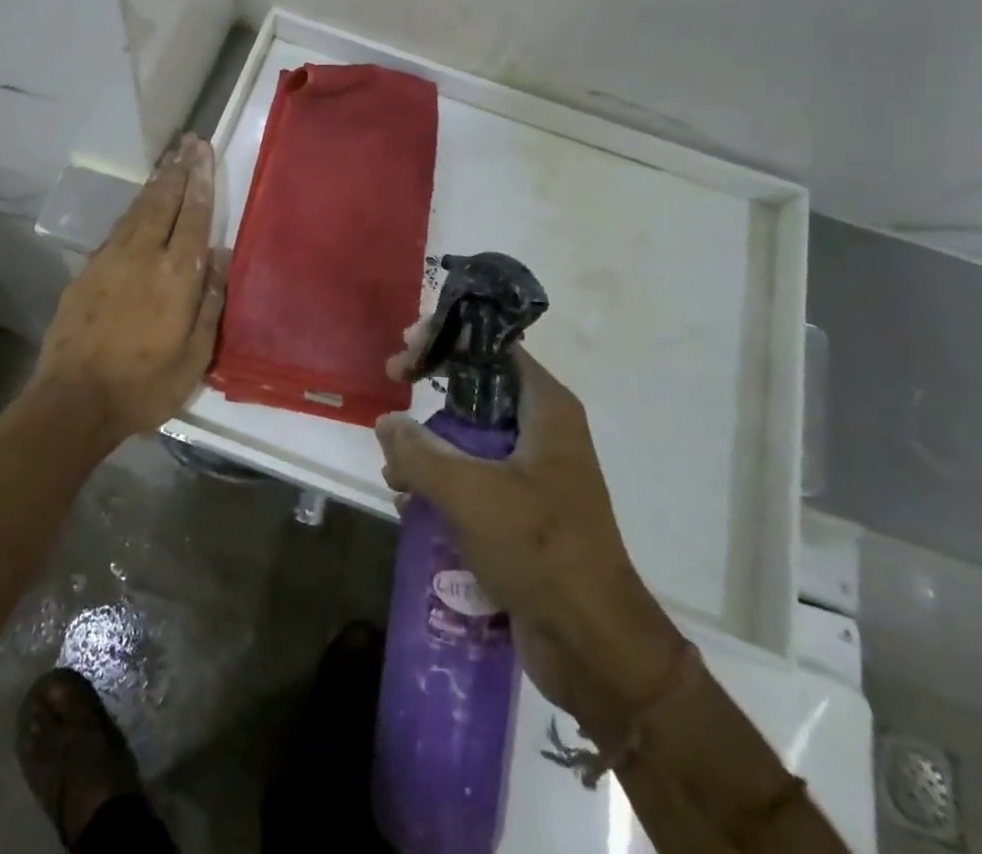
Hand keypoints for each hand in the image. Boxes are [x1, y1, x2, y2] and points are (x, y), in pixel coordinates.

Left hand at [36, 136, 226, 442]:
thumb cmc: (144, 386)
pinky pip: (117, 229)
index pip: (193, 216)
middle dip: (177, 169)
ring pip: (137, 210)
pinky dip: (133, 210)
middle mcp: (142, 256)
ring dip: (155, 184)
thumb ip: (211, 303)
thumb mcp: (194, 357)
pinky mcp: (87, 271)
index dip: (200, 181)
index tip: (203, 151)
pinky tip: (138, 206)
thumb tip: (221, 257)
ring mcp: (110, 260)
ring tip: (168, 162)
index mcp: (175, 275)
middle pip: (163, 202)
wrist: (73, 401)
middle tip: (188, 142)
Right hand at [375, 346, 684, 718]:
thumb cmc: (539, 548)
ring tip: (395, 472)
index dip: (448, 337)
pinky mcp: (525, 511)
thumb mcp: (469, 492)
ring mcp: (535, 472)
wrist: (594, 644)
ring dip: (430, 447)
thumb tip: (388, 424)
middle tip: (393, 390)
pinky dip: (443, 483)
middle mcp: (543, 430)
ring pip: (472, 436)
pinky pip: (476, 478)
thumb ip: (419, 451)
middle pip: (478, 388)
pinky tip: (411, 505)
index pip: (494, 346)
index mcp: (545, 407)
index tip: (407, 349)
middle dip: (431, 392)